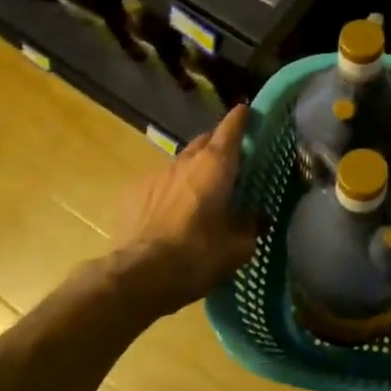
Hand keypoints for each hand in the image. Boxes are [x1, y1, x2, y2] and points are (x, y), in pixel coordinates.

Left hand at [106, 104, 258, 322]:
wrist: (138, 277)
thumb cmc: (197, 255)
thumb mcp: (238, 247)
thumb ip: (251, 225)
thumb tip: (257, 218)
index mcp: (216, 165)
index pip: (232, 127)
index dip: (242, 118)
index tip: (248, 113)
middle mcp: (186, 161)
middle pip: (205, 141)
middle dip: (218, 146)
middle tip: (230, 163)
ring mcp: (156, 175)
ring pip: (181, 163)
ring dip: (193, 171)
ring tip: (200, 194)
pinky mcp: (133, 194)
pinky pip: (159, 184)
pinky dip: (169, 191)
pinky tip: (171, 214)